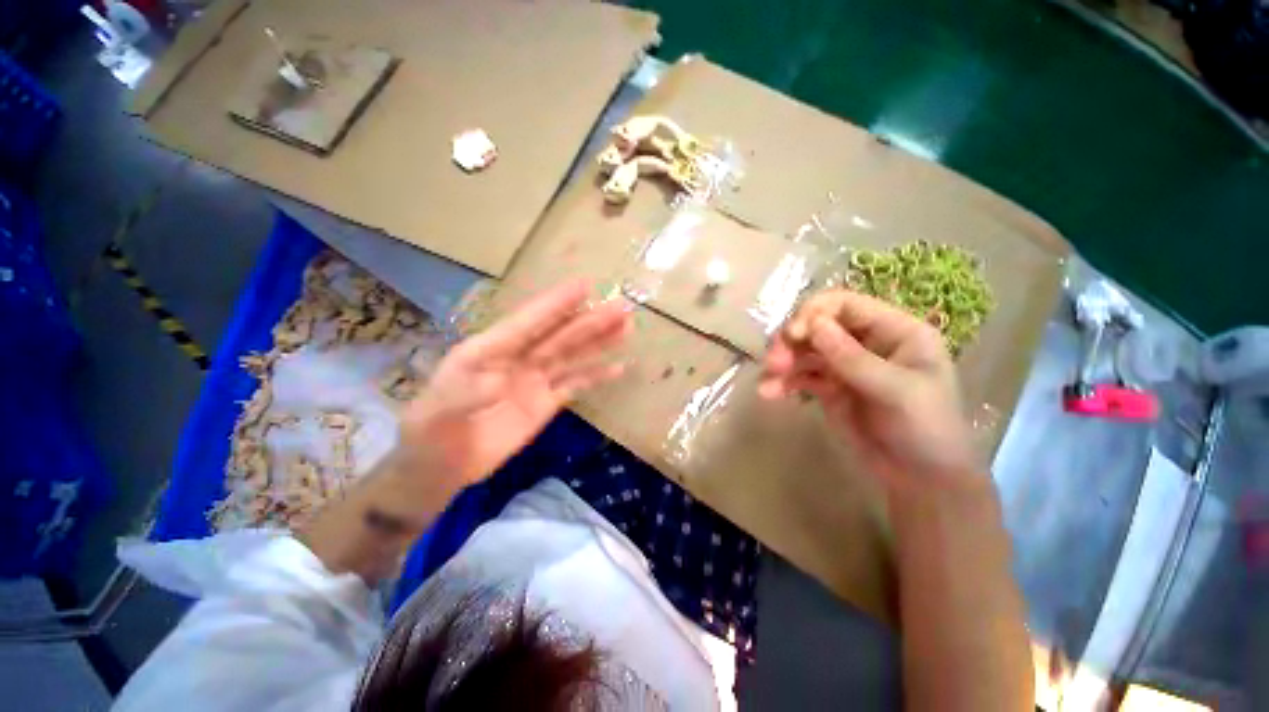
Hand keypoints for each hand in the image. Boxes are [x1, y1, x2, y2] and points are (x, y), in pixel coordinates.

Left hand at [399, 280, 630, 487]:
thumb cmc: (430, 431)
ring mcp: (535, 380)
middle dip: (590, 320)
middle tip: (621, 307)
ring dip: (599, 342)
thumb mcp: (438, 410)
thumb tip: (500, 380)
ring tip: (626, 327)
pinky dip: (596, 376)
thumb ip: (466, 393)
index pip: (529, 322)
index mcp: (490, 349)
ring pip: (572, 355)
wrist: (439, 466)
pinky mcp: (546, 403)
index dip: (556, 304)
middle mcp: (518, 358)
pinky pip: (576, 385)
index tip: (584, 286)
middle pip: (559, 335)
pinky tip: (618, 368)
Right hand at [758, 289, 979, 489]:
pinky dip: (783, 382)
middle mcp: (866, 342)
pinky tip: (769, 393)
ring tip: (768, 382)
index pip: (845, 305)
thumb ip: (853, 358)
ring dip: (783, 362)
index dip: (814, 313)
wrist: (919, 480)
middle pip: (817, 326)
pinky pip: (800, 376)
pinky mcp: (829, 388)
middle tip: (774, 362)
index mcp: (894, 331)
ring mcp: (845, 365)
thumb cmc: (924, 429)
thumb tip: (813, 323)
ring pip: (804, 351)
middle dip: (792, 341)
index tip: (794, 334)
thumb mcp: (895, 391)